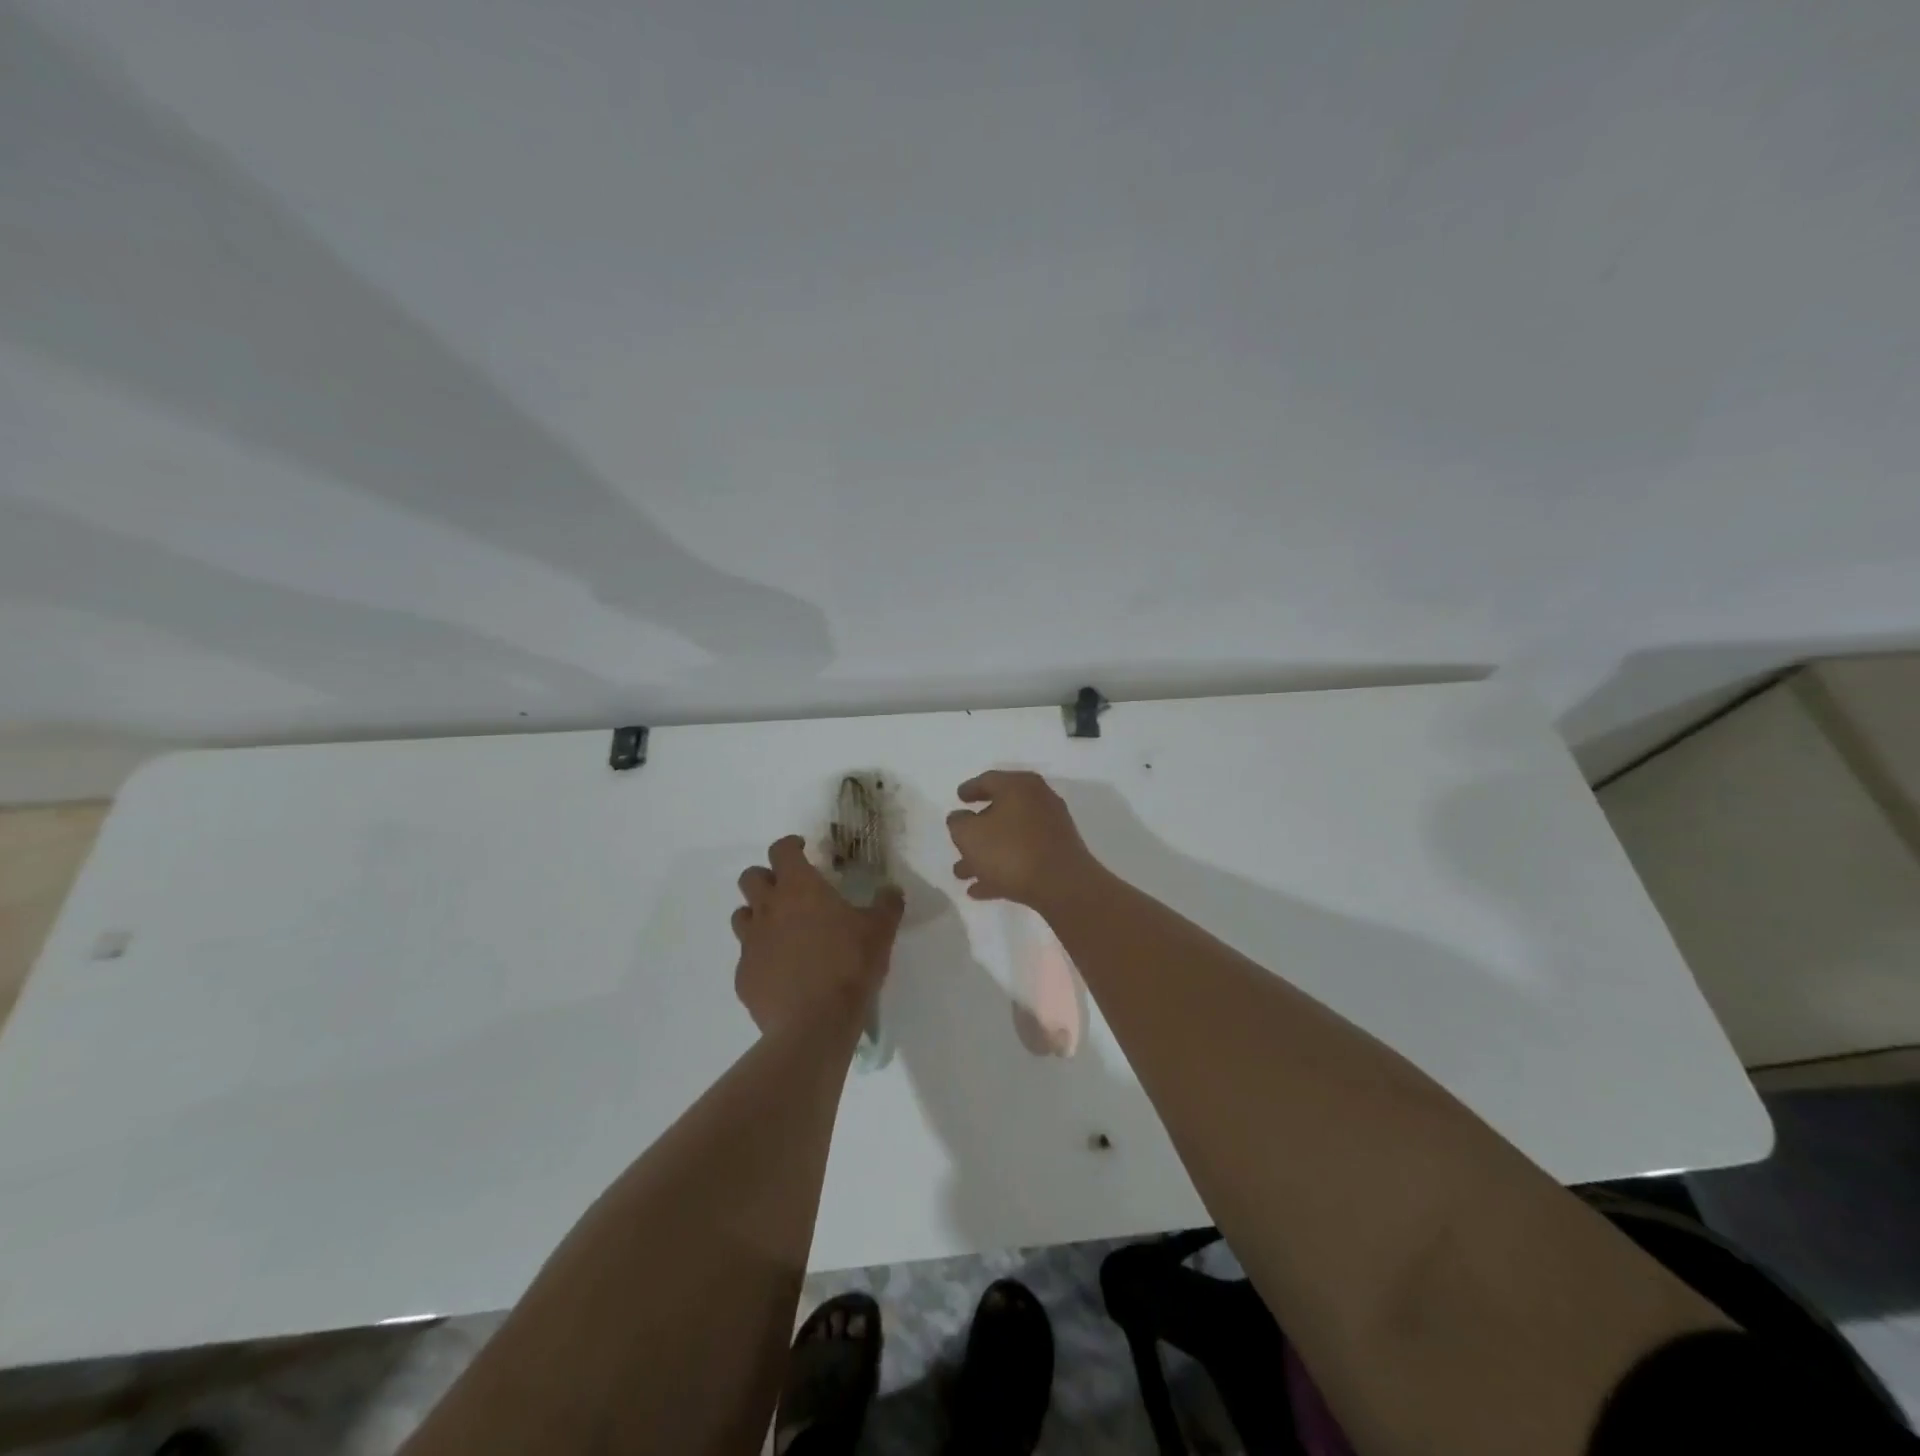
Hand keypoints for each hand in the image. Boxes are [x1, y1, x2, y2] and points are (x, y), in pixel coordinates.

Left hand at [731, 835, 903, 1034]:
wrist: (815, 1023)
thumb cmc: (849, 965)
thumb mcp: (880, 930)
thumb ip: (887, 904)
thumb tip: (891, 889)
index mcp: (799, 888)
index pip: (781, 850)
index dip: (790, 846)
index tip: (802, 849)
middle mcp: (768, 909)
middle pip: (751, 878)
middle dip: (767, 877)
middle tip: (789, 889)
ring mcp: (751, 944)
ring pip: (741, 916)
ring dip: (758, 915)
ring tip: (781, 929)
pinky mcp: (744, 977)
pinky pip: (747, 958)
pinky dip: (761, 957)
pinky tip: (781, 971)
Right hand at [946, 770, 1101, 909]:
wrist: (1062, 885)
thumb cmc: (1010, 851)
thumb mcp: (970, 835)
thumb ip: (958, 823)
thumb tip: (960, 817)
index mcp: (1019, 786)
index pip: (989, 780)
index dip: (970, 789)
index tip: (958, 797)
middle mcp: (1038, 801)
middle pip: (1000, 811)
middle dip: (976, 830)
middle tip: (958, 841)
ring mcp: (1051, 828)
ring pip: (1010, 838)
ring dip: (985, 855)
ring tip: (961, 874)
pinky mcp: (1058, 855)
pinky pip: (1023, 857)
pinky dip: (1002, 869)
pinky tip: (981, 890)